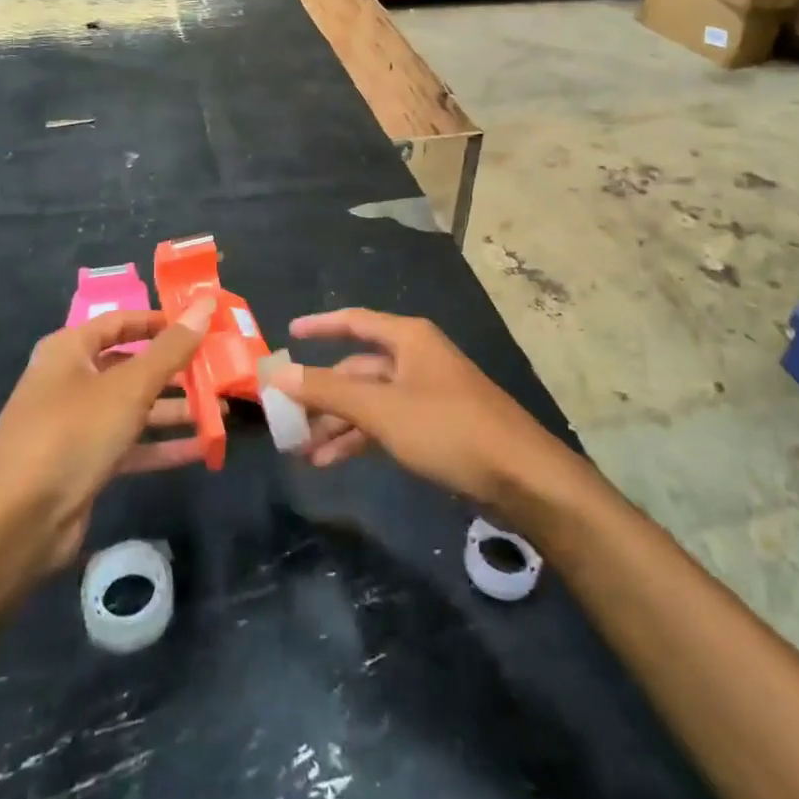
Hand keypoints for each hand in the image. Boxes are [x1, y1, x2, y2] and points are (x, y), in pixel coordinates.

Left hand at [0, 297, 215, 580]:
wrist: (14, 523)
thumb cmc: (71, 433)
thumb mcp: (128, 387)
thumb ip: (171, 348)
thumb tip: (205, 303)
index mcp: (70, 350)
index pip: (121, 321)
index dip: (160, 322)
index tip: (201, 325)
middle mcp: (70, 381)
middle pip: (131, 366)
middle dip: (175, 370)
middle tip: (219, 370)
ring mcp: (76, 425)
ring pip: (133, 408)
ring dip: (174, 410)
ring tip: (220, 411)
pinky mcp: (84, 464)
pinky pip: (130, 445)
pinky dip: (162, 445)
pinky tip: (201, 448)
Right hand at [270, 308, 583, 521]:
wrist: (521, 476)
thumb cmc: (448, 428)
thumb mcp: (382, 409)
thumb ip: (327, 391)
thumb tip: (277, 374)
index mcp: (408, 339)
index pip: (354, 321)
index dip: (320, 325)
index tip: (289, 335)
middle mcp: (416, 358)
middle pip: (358, 368)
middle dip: (322, 393)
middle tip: (286, 416)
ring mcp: (427, 393)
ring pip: (370, 401)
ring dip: (337, 423)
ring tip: (302, 450)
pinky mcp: (436, 426)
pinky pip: (386, 423)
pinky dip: (360, 438)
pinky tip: (332, 461)